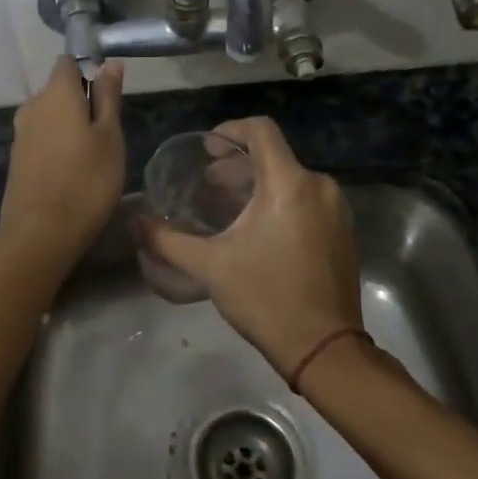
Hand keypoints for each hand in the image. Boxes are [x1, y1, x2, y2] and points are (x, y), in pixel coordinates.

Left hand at [0, 57, 126, 267]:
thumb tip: (110, 63)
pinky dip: (56, 146)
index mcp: (56, 93)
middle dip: (82, 103)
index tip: (108, 97)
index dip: (88, 71)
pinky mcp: (16, 158)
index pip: (68, 62)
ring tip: (92, 157)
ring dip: (69, 127)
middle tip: (107, 135)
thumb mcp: (110, 137)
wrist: (40, 234)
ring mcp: (20, 133)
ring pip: (50, 116)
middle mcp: (32, 105)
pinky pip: (41, 138)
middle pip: (59, 90)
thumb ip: (108, 97)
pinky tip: (71, 172)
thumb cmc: (87, 181)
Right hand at [137, 117, 361, 379]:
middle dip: (237, 164)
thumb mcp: (210, 266)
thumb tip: (135, 223)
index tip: (207, 148)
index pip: (261, 130)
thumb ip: (167, 240)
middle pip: (274, 156)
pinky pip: (306, 199)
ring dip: (256, 185)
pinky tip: (257, 229)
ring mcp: (335, 209)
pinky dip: (279, 201)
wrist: (325, 348)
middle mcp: (319, 187)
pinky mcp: (342, 231)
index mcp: (289, 184)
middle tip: (208, 183)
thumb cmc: (266, 298)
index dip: (230, 130)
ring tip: (227, 208)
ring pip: (290, 178)